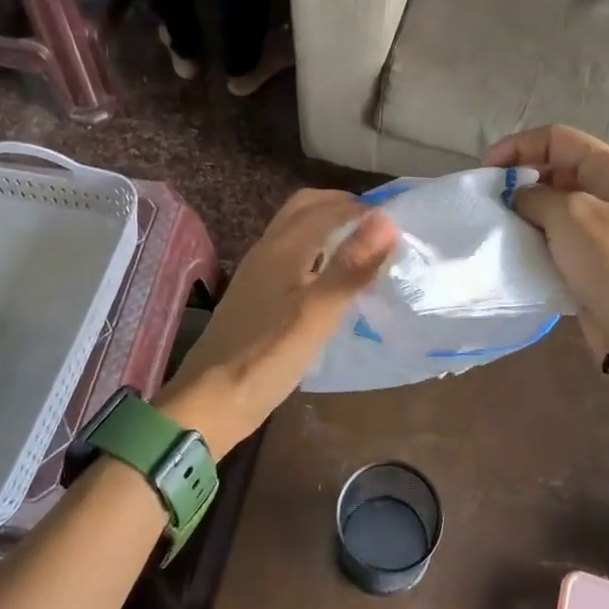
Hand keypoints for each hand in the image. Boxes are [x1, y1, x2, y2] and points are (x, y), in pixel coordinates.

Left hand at [160, 190, 398, 450]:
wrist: (211, 401)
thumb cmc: (268, 356)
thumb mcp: (318, 313)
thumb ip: (351, 267)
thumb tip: (386, 219)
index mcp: (283, 247)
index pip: (325, 207)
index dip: (361, 207)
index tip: (397, 219)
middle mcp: (267, 250)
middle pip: (304, 208)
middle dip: (340, 207)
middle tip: (376, 226)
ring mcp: (257, 273)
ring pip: (295, 231)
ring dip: (326, 227)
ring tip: (360, 249)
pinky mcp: (255, 295)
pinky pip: (290, 255)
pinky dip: (315, 251)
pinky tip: (329, 280)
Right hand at [486, 125, 608, 354]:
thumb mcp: (568, 214)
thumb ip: (535, 195)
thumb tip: (520, 197)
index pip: (556, 138)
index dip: (517, 146)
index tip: (486, 171)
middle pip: (554, 166)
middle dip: (518, 177)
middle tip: (488, 199)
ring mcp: (603, 222)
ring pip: (553, 201)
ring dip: (524, 208)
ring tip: (497, 221)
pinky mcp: (593, 252)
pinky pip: (557, 231)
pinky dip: (535, 233)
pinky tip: (515, 243)